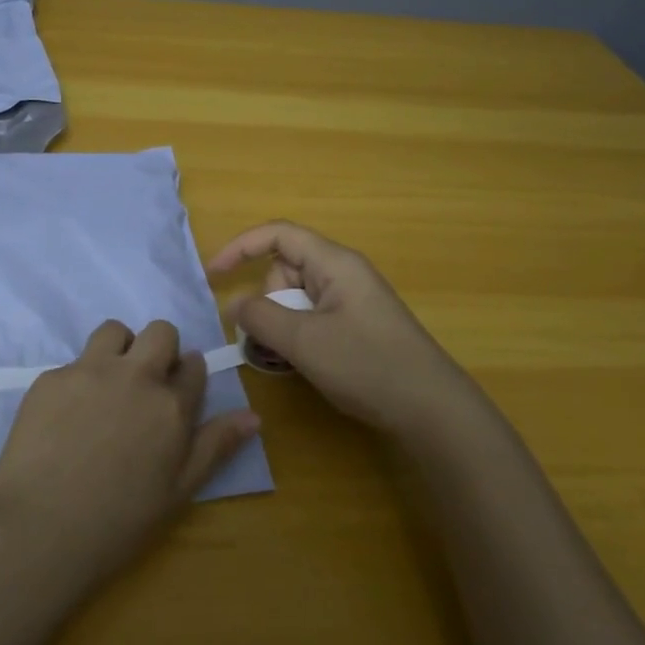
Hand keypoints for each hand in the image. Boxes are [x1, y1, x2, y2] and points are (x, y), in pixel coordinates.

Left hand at [0, 319, 260, 591]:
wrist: (41, 529)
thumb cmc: (119, 521)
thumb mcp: (179, 491)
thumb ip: (216, 446)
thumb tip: (254, 416)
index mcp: (171, 405)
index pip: (194, 366)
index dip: (187, 375)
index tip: (176, 391)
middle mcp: (135, 376)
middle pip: (160, 332)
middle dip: (160, 348)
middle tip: (145, 383)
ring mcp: (90, 371)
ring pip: (114, 330)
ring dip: (119, 348)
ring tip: (107, 384)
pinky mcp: (51, 377)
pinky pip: (73, 362)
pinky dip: (78, 380)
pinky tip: (66, 417)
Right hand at [207, 220, 473, 444]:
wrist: (432, 410)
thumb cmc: (367, 365)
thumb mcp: (304, 341)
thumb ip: (260, 317)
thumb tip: (236, 305)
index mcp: (334, 263)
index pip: (278, 235)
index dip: (240, 248)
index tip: (213, 276)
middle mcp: (342, 274)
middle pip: (284, 271)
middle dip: (266, 302)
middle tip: (271, 341)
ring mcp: (351, 301)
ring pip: (295, 299)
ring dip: (280, 326)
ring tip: (288, 361)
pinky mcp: (356, 327)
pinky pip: (311, 319)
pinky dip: (297, 338)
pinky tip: (302, 366)